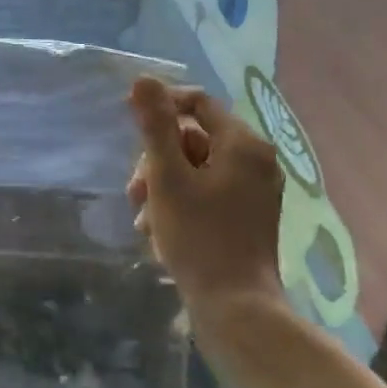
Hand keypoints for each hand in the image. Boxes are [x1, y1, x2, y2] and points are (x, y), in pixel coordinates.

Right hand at [127, 76, 284, 313]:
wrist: (235, 308)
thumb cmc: (199, 237)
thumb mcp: (168, 177)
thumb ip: (155, 126)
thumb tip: (143, 79)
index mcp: (242, 144)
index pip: (197, 103)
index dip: (160, 108)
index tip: (130, 126)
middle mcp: (256, 160)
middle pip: (194, 139)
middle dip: (157, 161)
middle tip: (136, 192)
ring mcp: (256, 191)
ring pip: (197, 170)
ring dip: (163, 187)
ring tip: (144, 220)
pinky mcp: (249, 217)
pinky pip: (208, 194)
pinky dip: (181, 204)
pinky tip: (159, 233)